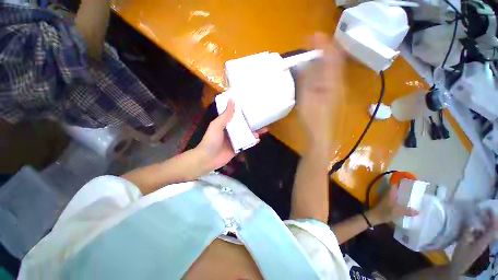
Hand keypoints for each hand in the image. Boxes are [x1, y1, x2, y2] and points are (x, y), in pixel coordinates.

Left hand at [195, 100, 266, 171]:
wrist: (208, 159)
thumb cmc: (211, 140)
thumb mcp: (217, 125)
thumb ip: (225, 115)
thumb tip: (231, 100)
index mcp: (226, 124)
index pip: (236, 116)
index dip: (244, 112)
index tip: (252, 107)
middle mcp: (231, 131)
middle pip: (244, 125)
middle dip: (252, 123)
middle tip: (262, 120)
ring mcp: (235, 140)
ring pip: (247, 134)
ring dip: (254, 132)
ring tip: (264, 129)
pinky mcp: (237, 148)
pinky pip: (246, 144)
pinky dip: (252, 141)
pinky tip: (258, 139)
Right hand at [297, 33, 345, 145]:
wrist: (321, 135)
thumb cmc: (312, 119)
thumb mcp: (306, 99)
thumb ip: (306, 80)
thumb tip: (305, 63)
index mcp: (332, 82)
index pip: (331, 57)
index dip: (323, 45)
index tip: (313, 36)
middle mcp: (338, 83)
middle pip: (335, 60)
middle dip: (325, 49)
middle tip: (312, 43)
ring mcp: (337, 89)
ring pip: (333, 68)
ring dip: (324, 58)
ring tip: (314, 53)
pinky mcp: (333, 95)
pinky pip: (331, 76)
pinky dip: (324, 69)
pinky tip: (317, 70)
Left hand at [366, 185, 418, 225]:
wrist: (375, 216)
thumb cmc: (385, 211)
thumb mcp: (398, 211)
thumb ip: (408, 211)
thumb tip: (419, 211)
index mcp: (390, 193)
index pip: (395, 184)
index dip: (401, 183)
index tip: (410, 184)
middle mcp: (388, 194)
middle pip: (396, 190)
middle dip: (404, 191)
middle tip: (414, 193)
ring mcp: (386, 199)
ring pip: (396, 195)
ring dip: (402, 196)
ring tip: (412, 199)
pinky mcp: (386, 204)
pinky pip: (395, 200)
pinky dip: (400, 201)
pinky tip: (406, 206)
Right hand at [448, 210, 497, 276]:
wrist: (458, 267)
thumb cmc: (461, 255)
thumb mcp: (462, 243)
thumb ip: (466, 232)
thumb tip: (469, 220)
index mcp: (484, 242)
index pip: (492, 228)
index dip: (492, 218)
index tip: (488, 209)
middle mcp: (485, 242)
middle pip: (491, 229)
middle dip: (489, 220)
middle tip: (482, 211)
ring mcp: (481, 244)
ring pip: (486, 231)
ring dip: (483, 223)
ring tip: (476, 217)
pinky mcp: (477, 244)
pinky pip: (481, 234)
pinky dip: (478, 228)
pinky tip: (471, 227)